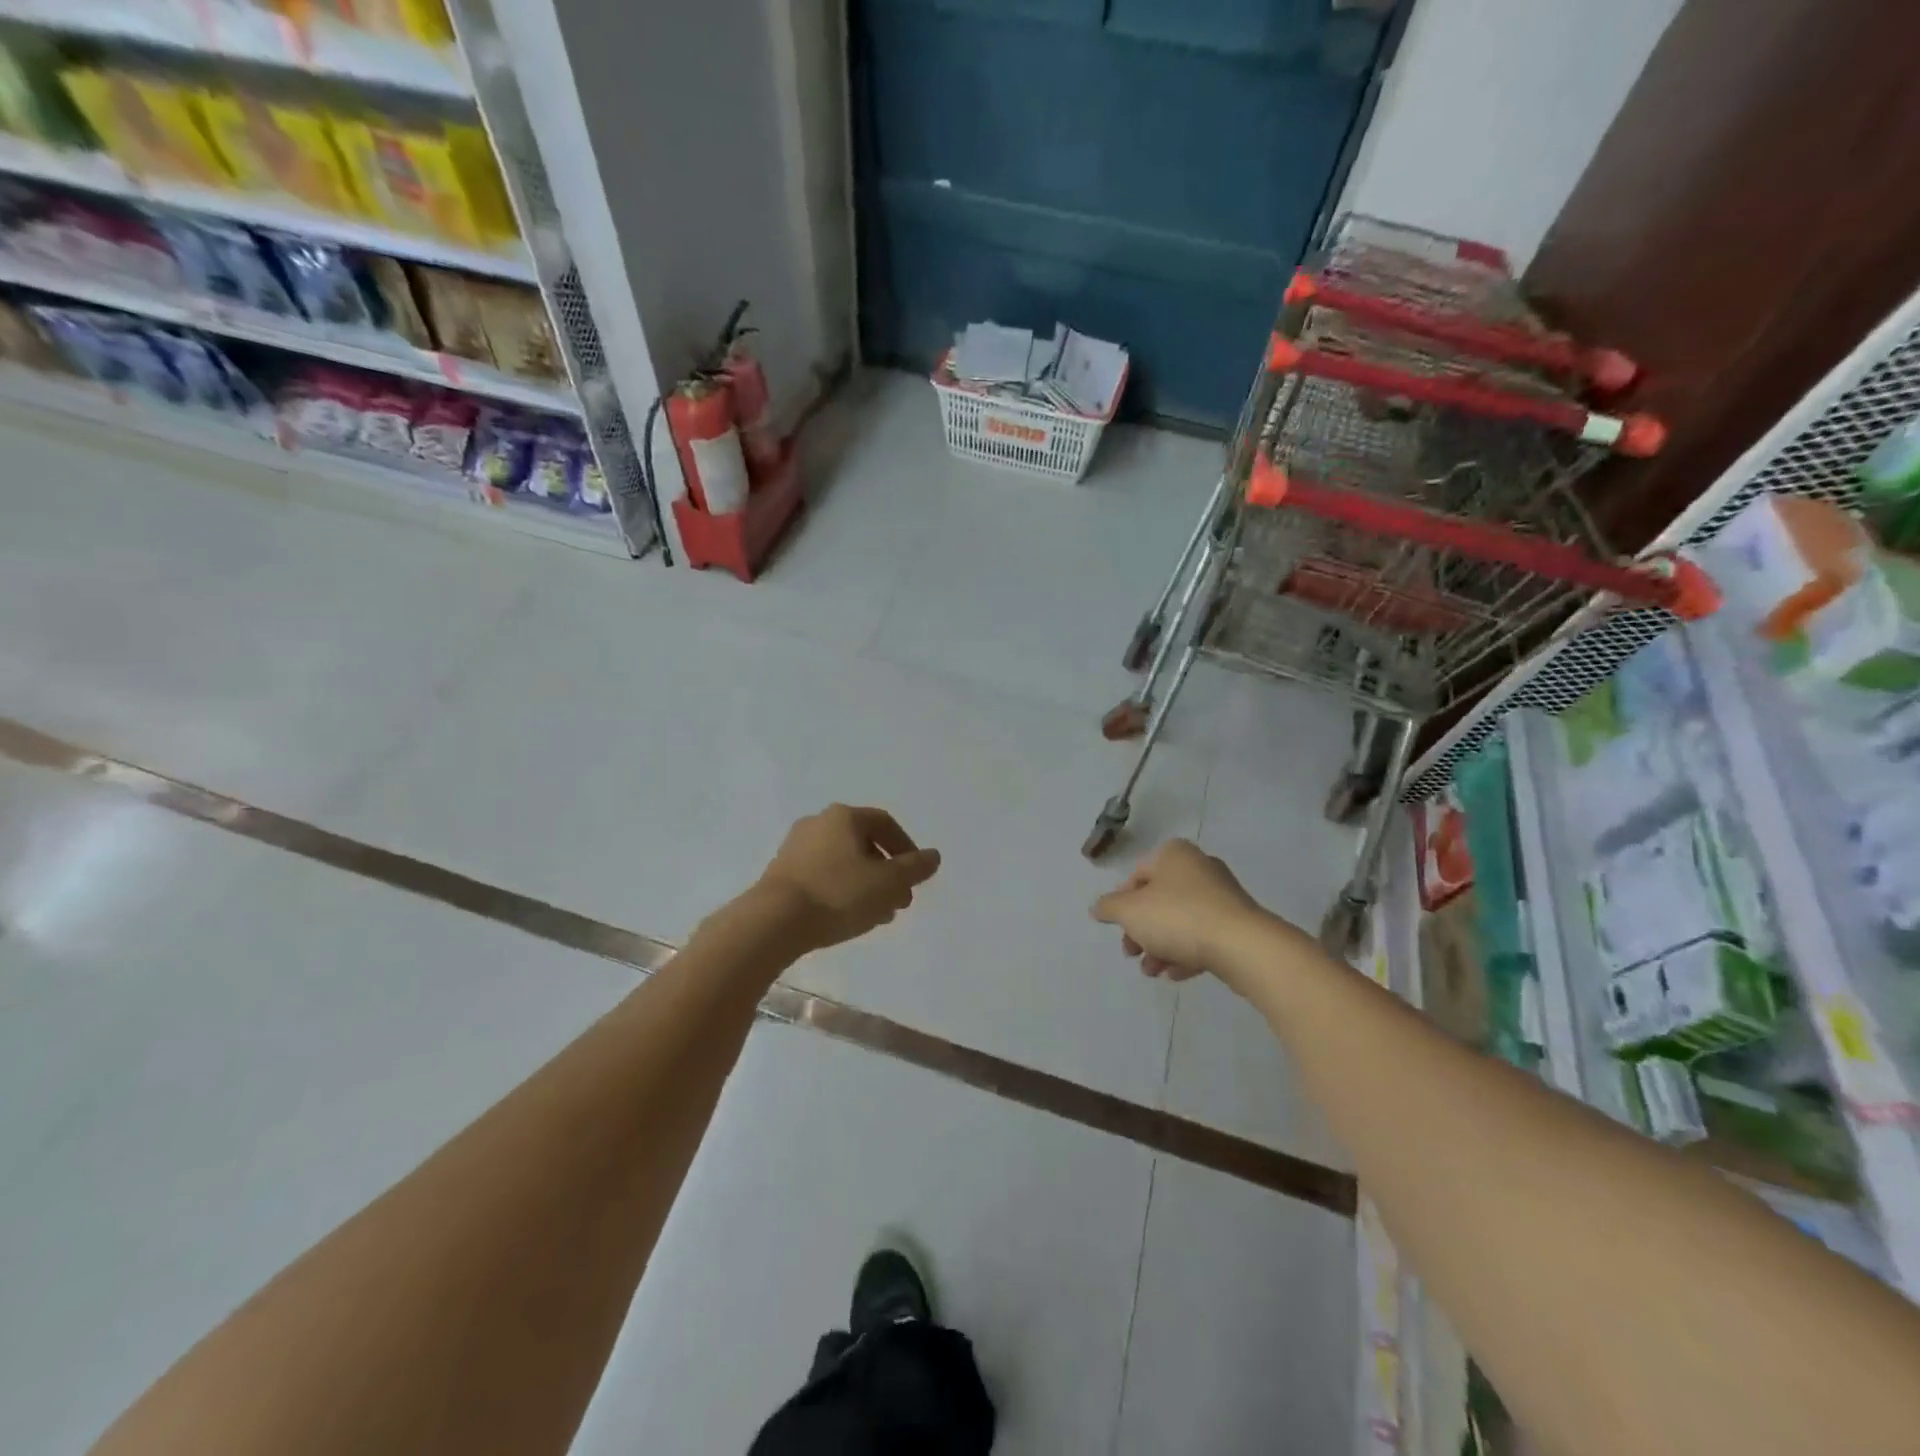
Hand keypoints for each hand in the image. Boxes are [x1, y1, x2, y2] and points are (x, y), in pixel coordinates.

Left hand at [753, 805, 941, 953]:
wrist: (772, 922)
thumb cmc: (837, 894)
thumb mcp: (887, 883)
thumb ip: (914, 868)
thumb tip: (933, 856)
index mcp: (844, 816)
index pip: (884, 823)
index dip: (906, 848)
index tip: (916, 876)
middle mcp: (818, 823)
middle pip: (863, 844)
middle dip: (886, 872)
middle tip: (900, 901)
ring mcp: (795, 848)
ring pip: (843, 863)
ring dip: (866, 885)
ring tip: (878, 915)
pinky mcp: (780, 874)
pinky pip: (822, 876)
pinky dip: (841, 891)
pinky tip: (848, 918)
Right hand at [1091, 839, 1280, 996]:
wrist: (1241, 945)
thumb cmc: (1177, 917)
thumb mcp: (1130, 911)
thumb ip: (1109, 908)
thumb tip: (1098, 908)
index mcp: (1174, 855)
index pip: (1137, 876)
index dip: (1121, 904)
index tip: (1117, 928)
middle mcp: (1199, 868)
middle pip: (1158, 900)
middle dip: (1141, 930)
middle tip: (1131, 953)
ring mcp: (1222, 896)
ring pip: (1180, 921)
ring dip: (1160, 946)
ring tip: (1152, 971)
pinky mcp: (1237, 923)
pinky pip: (1203, 936)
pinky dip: (1186, 953)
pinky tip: (1175, 974)